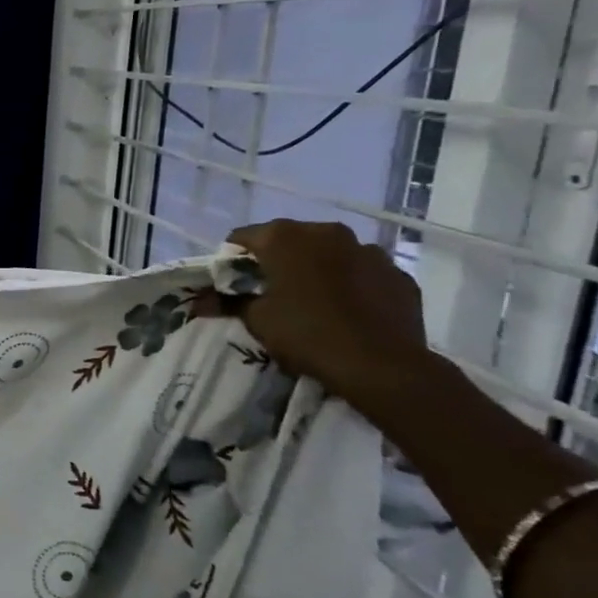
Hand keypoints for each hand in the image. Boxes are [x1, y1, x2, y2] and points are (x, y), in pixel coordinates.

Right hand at [223, 219, 429, 405]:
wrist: (381, 365)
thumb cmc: (306, 333)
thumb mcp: (256, 320)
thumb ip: (228, 302)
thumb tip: (199, 301)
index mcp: (284, 237)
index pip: (242, 237)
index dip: (233, 260)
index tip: (233, 284)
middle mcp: (326, 232)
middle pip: (289, 240)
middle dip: (277, 261)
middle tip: (271, 292)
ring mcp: (368, 250)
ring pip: (330, 253)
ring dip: (317, 269)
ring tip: (313, 301)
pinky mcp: (398, 273)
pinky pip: (363, 272)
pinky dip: (351, 283)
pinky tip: (348, 310)